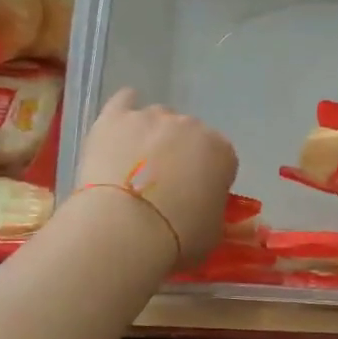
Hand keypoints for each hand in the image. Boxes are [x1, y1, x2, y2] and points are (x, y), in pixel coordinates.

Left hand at [77, 89, 237, 267]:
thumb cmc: (177, 237)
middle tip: (163, 187)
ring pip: (157, 120)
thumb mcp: (212, 234)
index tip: (195, 198)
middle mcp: (191, 125)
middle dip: (180, 156)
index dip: (208, 179)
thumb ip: (216, 213)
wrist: (125, 228)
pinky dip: (125, 110)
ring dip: (152, 138)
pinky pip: (124, 101)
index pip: (221, 160)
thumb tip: (210, 209)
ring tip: (134, 167)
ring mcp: (152, 117)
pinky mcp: (116, 117)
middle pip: (189, 135)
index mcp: (221, 152)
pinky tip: (121, 126)